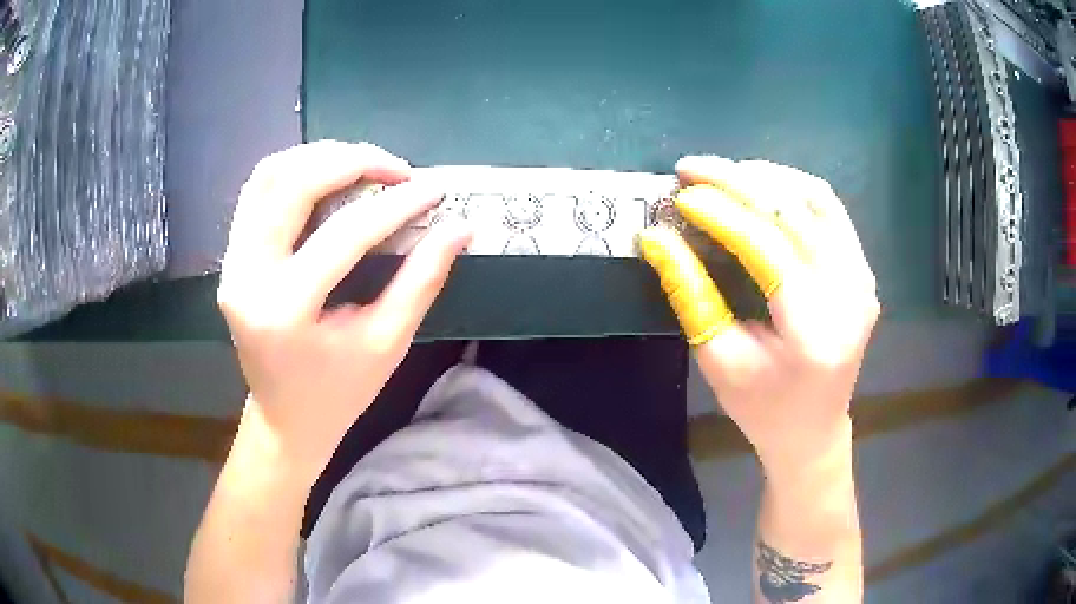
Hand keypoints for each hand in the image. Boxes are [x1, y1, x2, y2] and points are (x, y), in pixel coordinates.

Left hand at [217, 141, 470, 476]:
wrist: (284, 417)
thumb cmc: (339, 392)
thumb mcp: (387, 343)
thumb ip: (422, 280)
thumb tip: (460, 228)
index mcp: (285, 310)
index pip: (345, 234)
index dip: (396, 205)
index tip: (435, 190)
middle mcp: (247, 277)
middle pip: (293, 184)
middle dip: (352, 162)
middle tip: (397, 170)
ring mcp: (232, 263)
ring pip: (269, 176)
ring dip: (320, 158)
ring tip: (365, 166)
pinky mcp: (231, 256)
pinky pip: (258, 191)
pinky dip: (296, 171)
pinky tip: (329, 178)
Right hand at [639, 156, 878, 473]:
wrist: (813, 430)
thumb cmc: (761, 408)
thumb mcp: (718, 360)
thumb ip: (690, 294)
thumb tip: (656, 236)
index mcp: (813, 330)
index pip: (768, 247)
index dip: (721, 213)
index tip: (681, 194)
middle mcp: (849, 295)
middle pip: (794, 212)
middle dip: (738, 181)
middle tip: (692, 169)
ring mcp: (862, 279)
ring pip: (816, 198)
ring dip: (766, 178)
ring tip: (723, 175)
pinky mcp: (863, 270)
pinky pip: (830, 209)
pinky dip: (792, 189)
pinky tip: (762, 188)